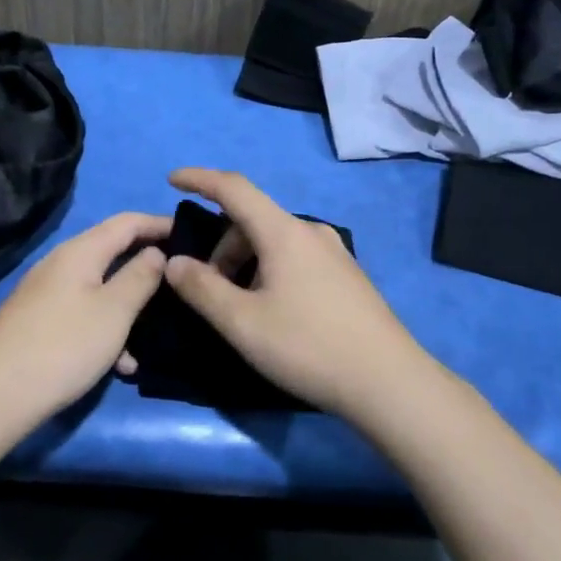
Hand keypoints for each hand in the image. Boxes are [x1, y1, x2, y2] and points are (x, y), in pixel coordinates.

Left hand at [0, 211, 170, 422]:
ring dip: (129, 307)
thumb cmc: (64, 346)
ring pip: (100, 288)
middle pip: (113, 252)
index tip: (193, 234)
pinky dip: (106, 329)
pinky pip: (83, 313)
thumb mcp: (114, 311)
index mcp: (81, 251)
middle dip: (147, 266)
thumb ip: (141, 277)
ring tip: (156, 334)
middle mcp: (61, 263)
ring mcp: (47, 292)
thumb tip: (156, 252)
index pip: (128, 222)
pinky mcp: (39, 321)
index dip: (160, 224)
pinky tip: (121, 365)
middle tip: (180, 280)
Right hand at [162, 169, 441, 416]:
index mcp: (284, 232)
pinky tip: (274, 311)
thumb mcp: (242, 322)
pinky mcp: (347, 275)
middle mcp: (311, 231)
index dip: (200, 179)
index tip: (172, 179)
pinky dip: (270, 270)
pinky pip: (296, 257)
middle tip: (208, 289)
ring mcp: (334, 252)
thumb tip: (175, 263)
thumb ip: (201, 288)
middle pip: (253, 220)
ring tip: (241, 307)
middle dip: (221, 246)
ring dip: (245, 262)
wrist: (388, 381)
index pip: (234, 188)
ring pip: (275, 242)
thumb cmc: (308, 347)